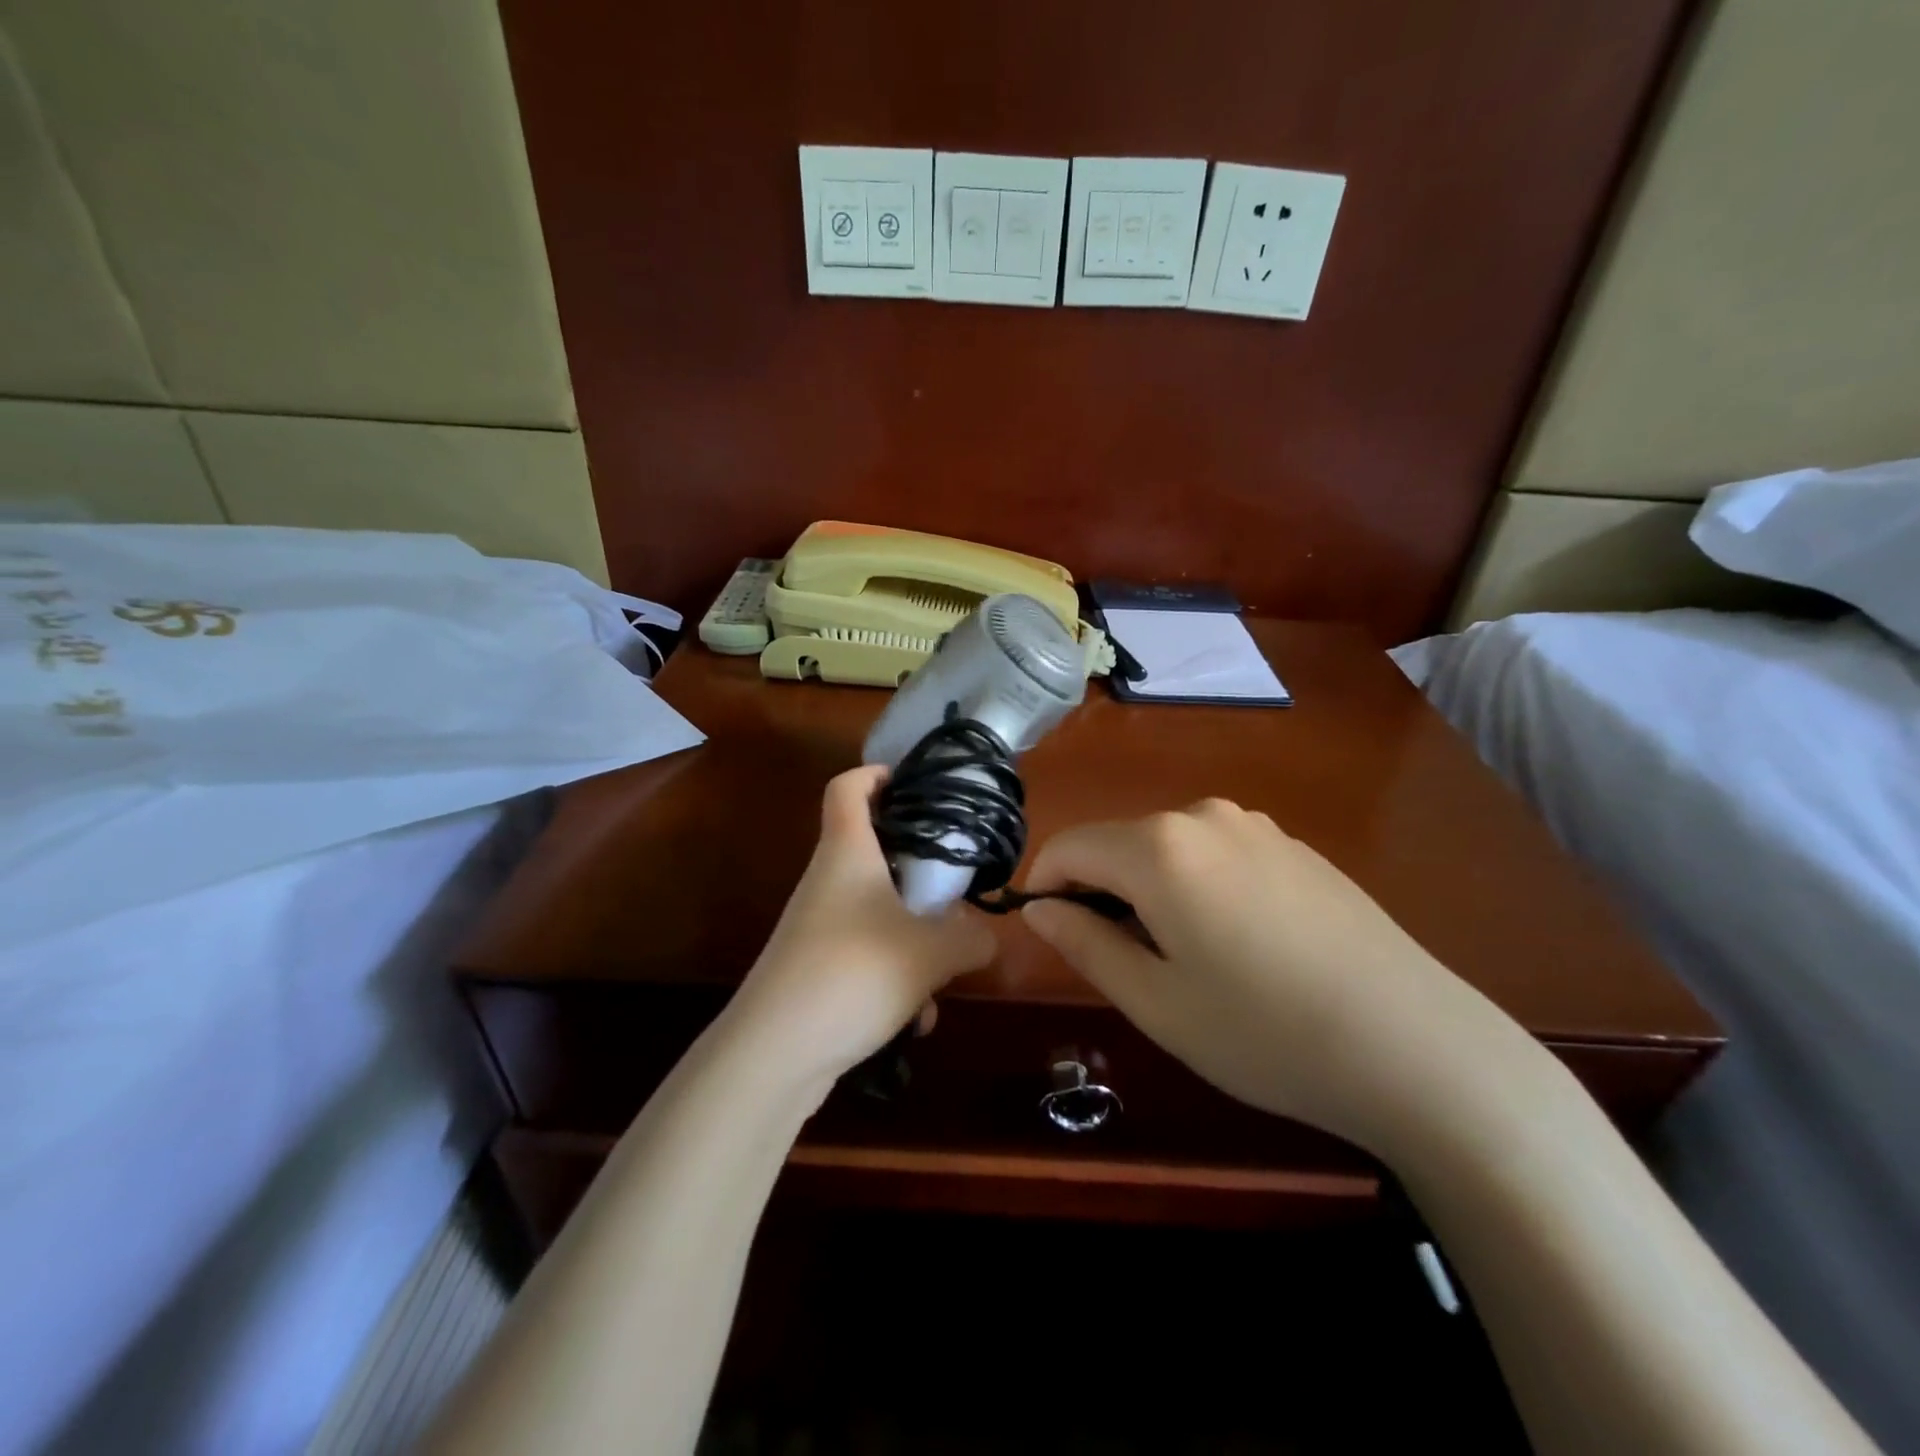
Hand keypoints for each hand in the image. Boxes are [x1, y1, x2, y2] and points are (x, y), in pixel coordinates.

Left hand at [729, 766, 997, 1088]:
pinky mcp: (817, 969)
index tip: (914, 784)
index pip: (847, 787)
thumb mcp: (931, 954)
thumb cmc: (854, 973)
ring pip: (878, 912)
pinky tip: (914, 1019)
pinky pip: (868, 957)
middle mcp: (827, 881)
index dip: (876, 773)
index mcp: (846, 853)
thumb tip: (986, 935)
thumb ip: (970, 938)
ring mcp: (818, 927)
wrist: (774, 1054)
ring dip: (914, 938)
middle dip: (918, 869)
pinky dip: (896, 979)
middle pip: (872, 850)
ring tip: (943, 972)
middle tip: (956, 885)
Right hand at [1020, 799, 1550, 1158]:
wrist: (1418, 1047)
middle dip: (1098, 892)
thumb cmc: (1265, 1033)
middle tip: (1117, 963)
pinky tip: (1237, 946)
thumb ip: (1085, 944)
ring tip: (1179, 960)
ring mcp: (1256, 827)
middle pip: (1119, 843)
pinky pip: (1215, 854)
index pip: (1069, 846)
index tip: (1046, 934)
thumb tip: (1039, 909)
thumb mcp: (1156, 1002)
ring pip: (1167, 849)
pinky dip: (1196, 886)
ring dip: (1148, 891)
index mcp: (1160, 847)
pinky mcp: (1295, 847)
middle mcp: (1204, 816)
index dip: (1043, 886)